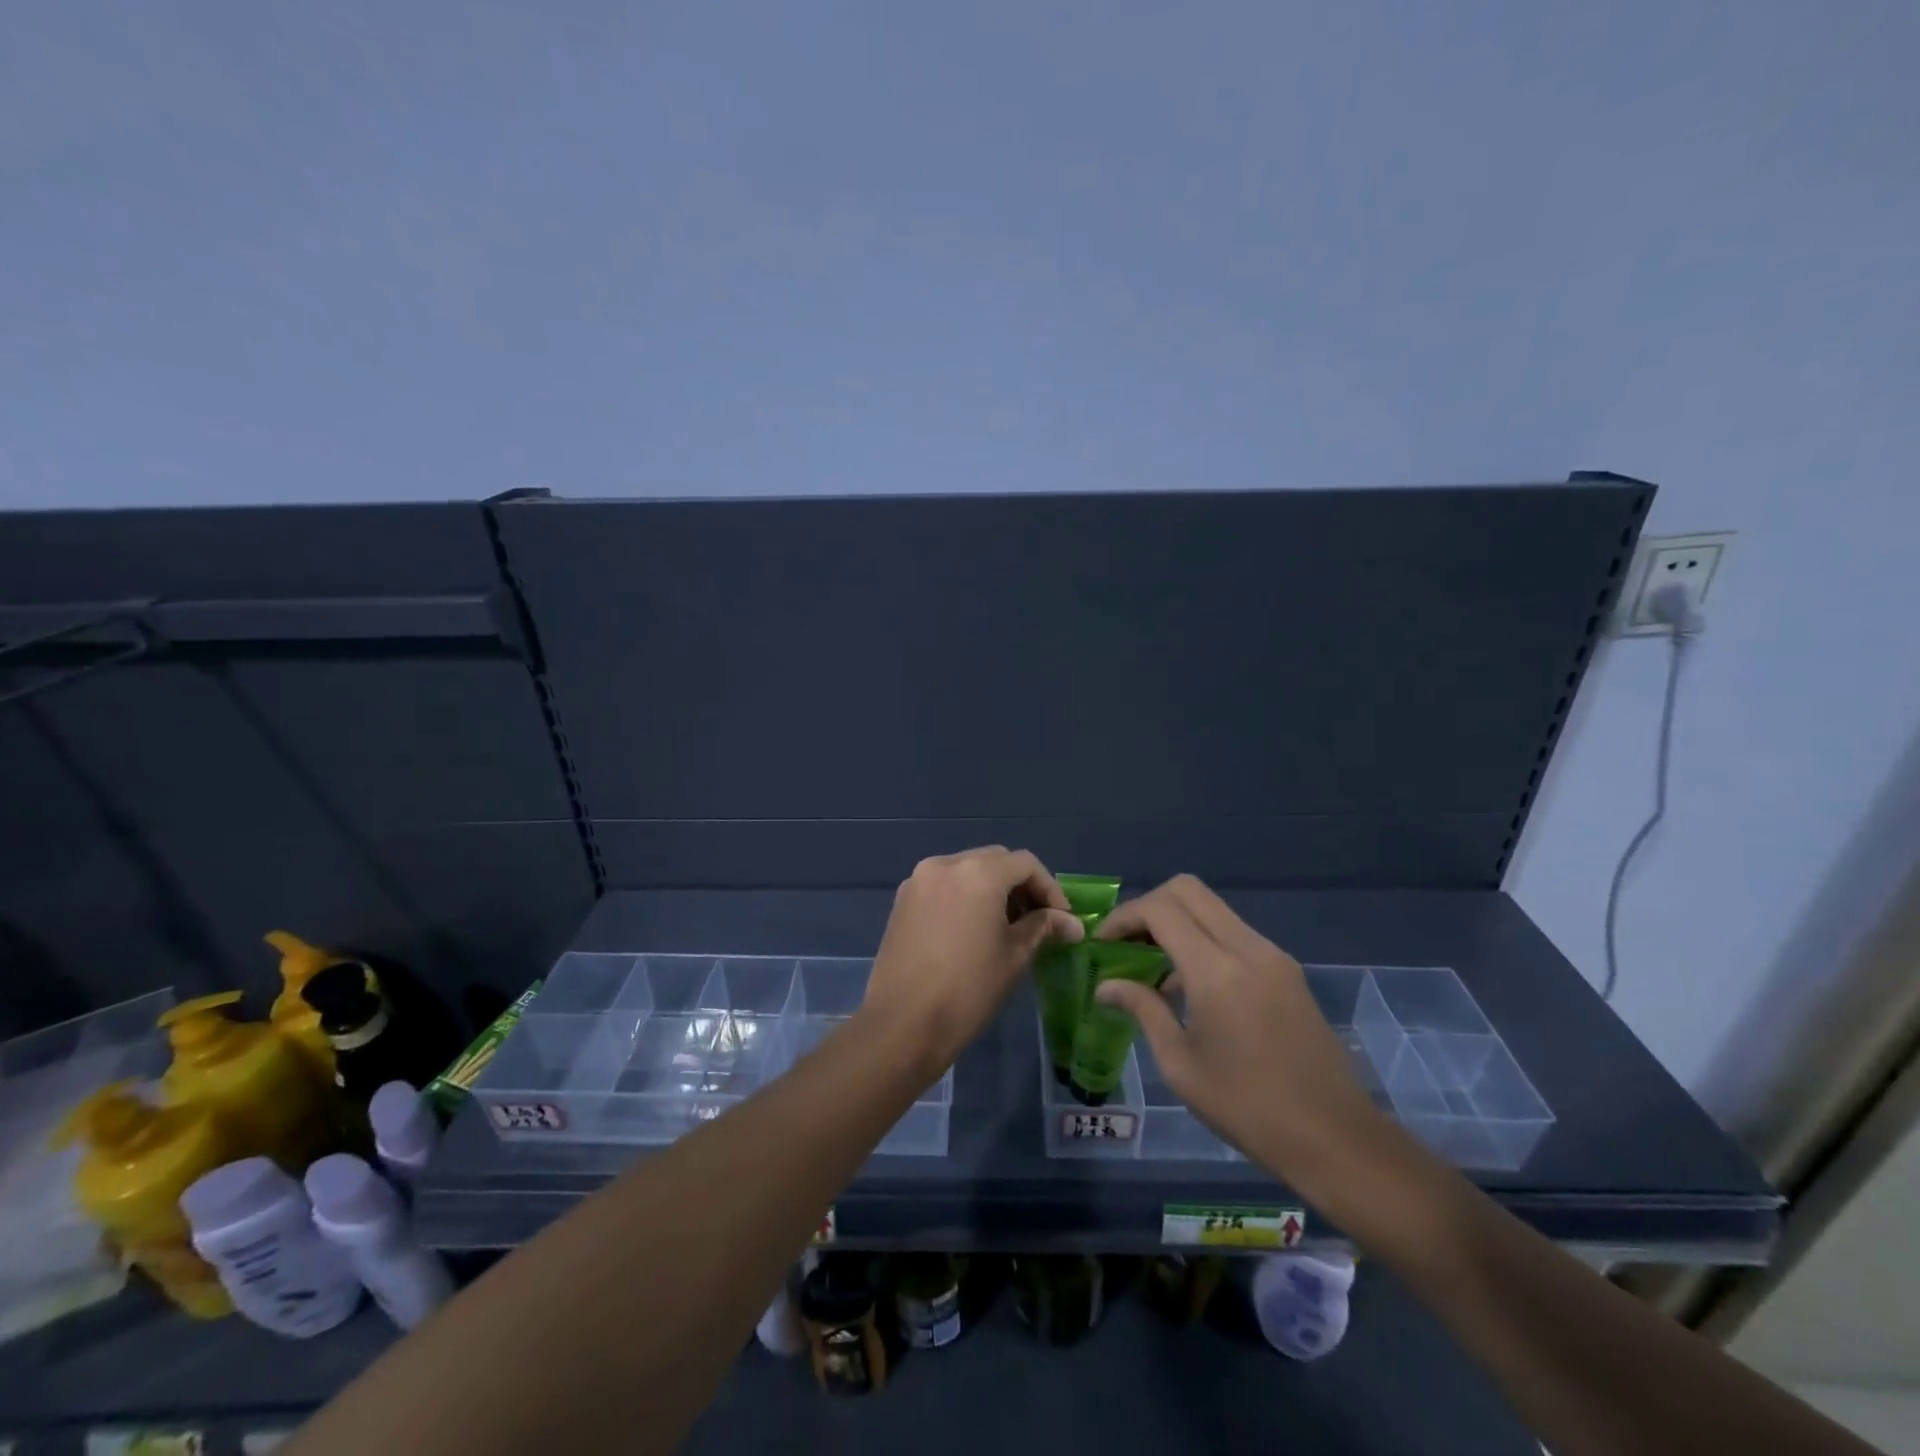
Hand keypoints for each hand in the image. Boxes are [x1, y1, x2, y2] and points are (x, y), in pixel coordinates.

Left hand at [861, 847, 1082, 1076]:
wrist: (902, 1023)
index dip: (1050, 888)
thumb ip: (1043, 928)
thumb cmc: (968, 989)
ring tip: (1007, 927)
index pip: (1025, 864)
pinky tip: (973, 929)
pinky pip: (943, 886)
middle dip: (1021, 885)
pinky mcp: (902, 901)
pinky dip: (965, 896)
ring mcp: (918, 880)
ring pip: (967, 870)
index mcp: (977, 872)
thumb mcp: (1015, 956)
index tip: (1063, 919)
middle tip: (1038, 920)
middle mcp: (945, 864)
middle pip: (995, 860)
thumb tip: (1072, 924)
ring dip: (992, 889)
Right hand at [1093, 875, 1389, 1178]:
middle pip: (1188, 889)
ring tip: (1151, 964)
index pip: (1161, 910)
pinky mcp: (1286, 969)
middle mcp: (1248, 949)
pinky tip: (1188, 984)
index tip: (1102, 943)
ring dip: (1176, 921)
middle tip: (1125, 942)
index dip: (1124, 917)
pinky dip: (1202, 938)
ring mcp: (1272, 955)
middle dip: (1148, 906)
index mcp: (1217, 972)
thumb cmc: (1248, 1108)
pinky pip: (1233, 932)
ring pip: (1212, 907)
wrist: (1335, 1138)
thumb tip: (1106, 986)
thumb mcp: (1181, 1065)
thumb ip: (1142, 1010)